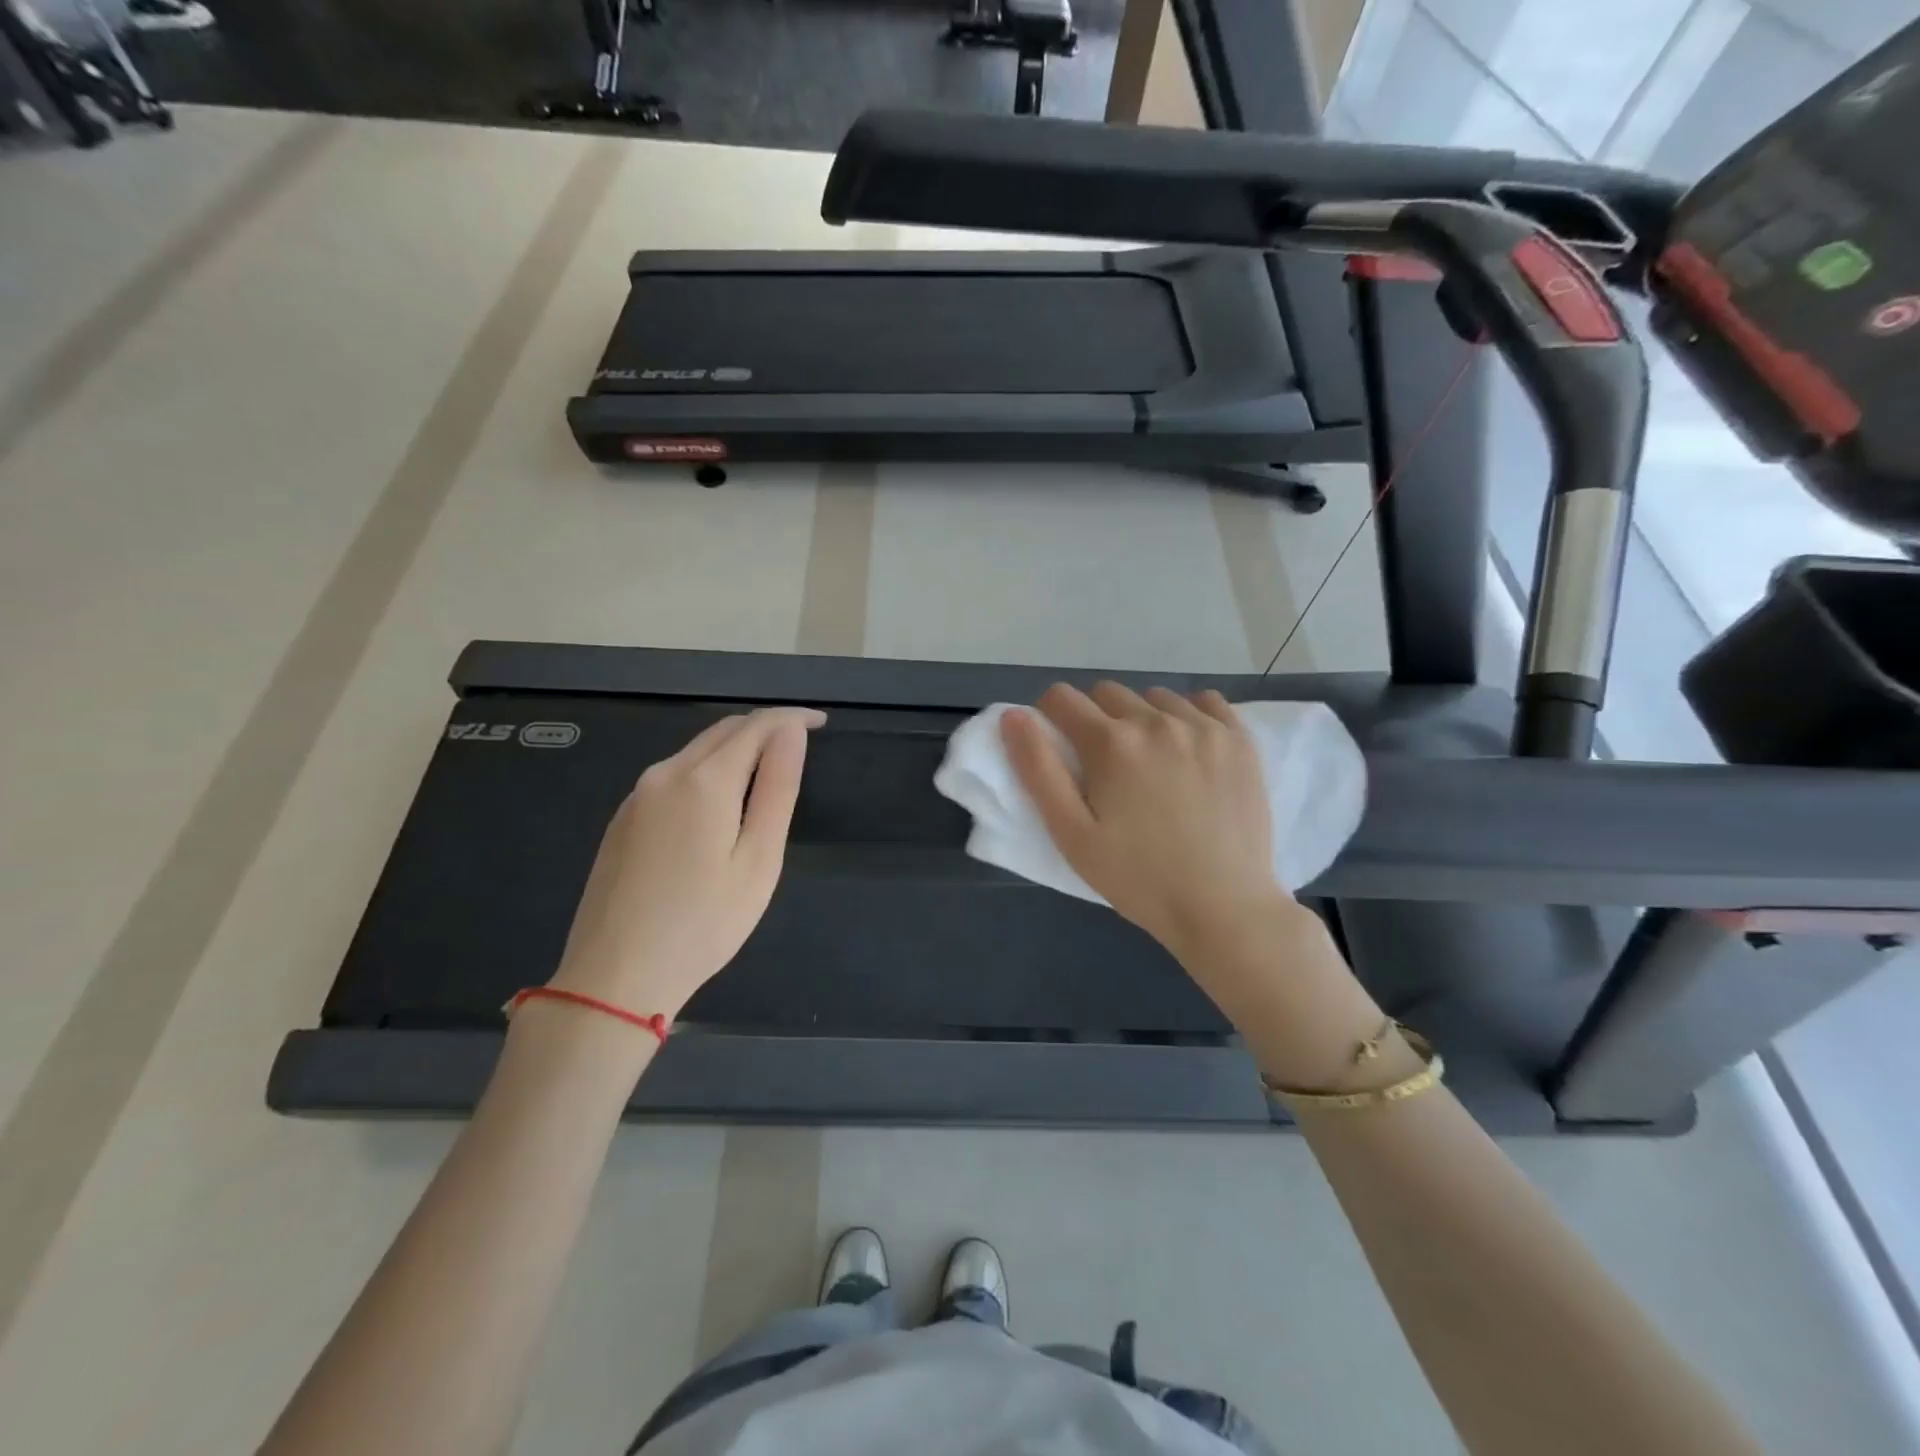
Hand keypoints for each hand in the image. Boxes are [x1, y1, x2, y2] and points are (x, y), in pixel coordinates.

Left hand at [550, 707, 825, 1019]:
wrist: (615, 976)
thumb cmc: (704, 923)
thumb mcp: (758, 859)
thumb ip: (778, 789)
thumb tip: (792, 733)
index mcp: (704, 781)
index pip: (756, 726)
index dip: (792, 718)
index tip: (822, 722)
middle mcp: (665, 774)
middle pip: (723, 731)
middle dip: (766, 727)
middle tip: (802, 742)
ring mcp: (638, 795)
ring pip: (696, 751)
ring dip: (737, 747)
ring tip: (770, 768)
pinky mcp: (623, 818)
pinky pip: (675, 774)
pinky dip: (709, 769)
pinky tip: (722, 799)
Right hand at [1002, 682, 1295, 959]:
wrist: (1223, 908)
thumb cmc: (1137, 878)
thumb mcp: (1071, 834)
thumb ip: (1038, 770)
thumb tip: (1014, 716)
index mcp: (1111, 743)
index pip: (1061, 698)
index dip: (1051, 718)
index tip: (1060, 747)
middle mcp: (1157, 721)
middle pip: (1107, 693)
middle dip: (1095, 718)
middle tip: (1105, 766)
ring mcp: (1204, 726)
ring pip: (1154, 697)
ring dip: (1141, 718)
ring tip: (1151, 762)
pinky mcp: (1240, 739)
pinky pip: (1204, 702)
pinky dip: (1188, 716)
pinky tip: (1189, 750)